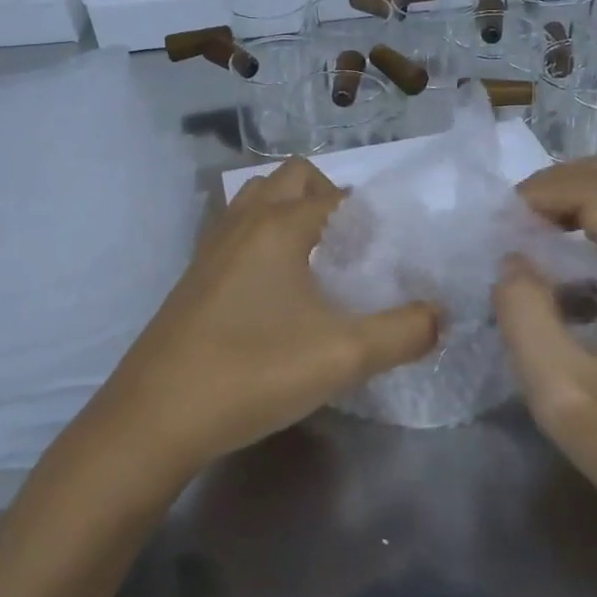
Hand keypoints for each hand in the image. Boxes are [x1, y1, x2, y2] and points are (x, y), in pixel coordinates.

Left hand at [97, 159, 438, 475]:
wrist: (156, 418)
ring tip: (315, 260)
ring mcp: (211, 247)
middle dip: (328, 197)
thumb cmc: (254, 373)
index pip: (336, 195)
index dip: (370, 216)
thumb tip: (440, 315)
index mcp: (280, 225)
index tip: (391, 252)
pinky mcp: (194, 276)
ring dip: (290, 212)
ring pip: (257, 200)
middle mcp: (243, 222)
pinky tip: (275, 290)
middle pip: (292, 178)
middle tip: (352, 247)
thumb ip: (405, 332)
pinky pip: (236, 231)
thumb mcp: (344, 356)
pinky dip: (262, 237)